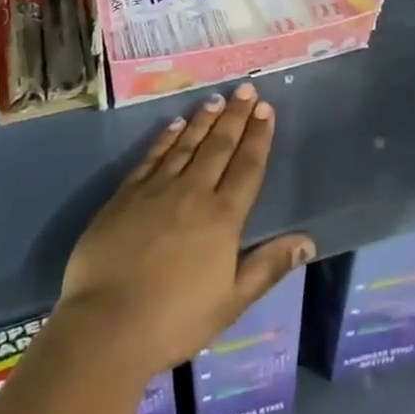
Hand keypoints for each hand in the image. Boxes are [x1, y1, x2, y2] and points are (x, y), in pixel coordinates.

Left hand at [59, 83, 313, 376]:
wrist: (107, 324)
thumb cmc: (175, 320)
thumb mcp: (231, 302)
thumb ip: (268, 266)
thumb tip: (307, 241)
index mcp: (223, 218)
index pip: (247, 167)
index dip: (258, 136)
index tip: (266, 109)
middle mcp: (193, 192)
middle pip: (219, 146)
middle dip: (235, 116)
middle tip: (246, 89)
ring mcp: (157, 189)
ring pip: (186, 144)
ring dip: (203, 120)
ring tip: (216, 99)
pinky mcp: (126, 194)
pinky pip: (152, 156)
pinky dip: (166, 138)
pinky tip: (174, 125)